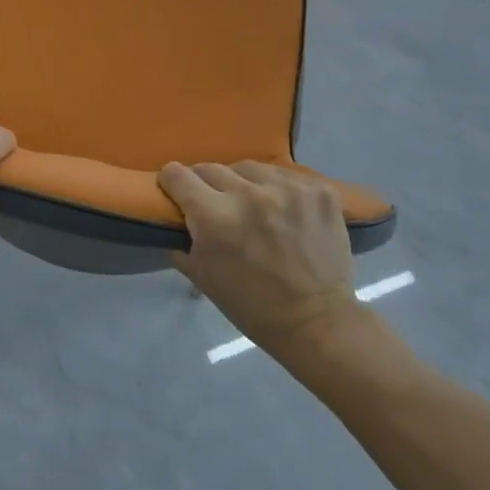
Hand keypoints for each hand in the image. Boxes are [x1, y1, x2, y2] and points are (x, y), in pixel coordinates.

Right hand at [160, 161, 377, 358]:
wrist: (317, 322)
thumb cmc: (252, 306)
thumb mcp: (201, 276)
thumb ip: (181, 239)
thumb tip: (173, 215)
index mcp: (215, 217)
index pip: (178, 175)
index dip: (171, 182)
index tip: (175, 190)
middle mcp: (249, 194)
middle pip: (211, 167)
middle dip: (205, 184)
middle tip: (213, 203)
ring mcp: (288, 188)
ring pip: (249, 168)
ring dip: (243, 183)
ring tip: (251, 204)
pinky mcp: (318, 190)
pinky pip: (284, 176)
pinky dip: (277, 189)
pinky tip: (282, 209)